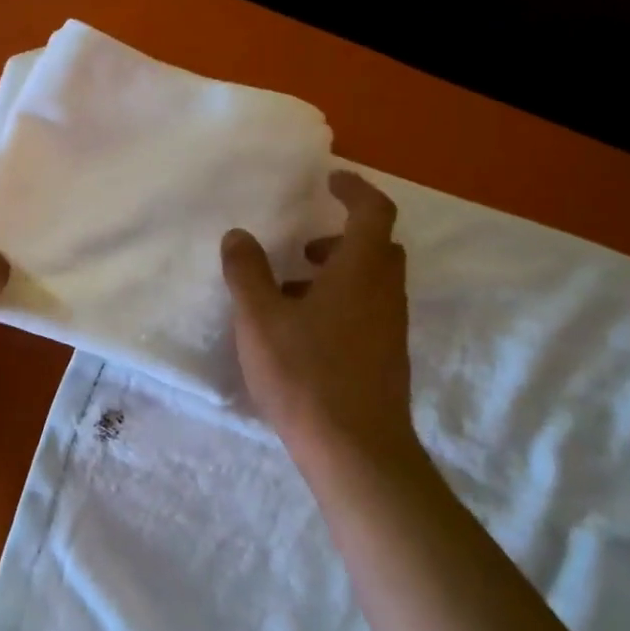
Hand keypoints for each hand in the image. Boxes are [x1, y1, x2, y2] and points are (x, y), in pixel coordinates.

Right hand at [221, 171, 422, 464]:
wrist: (355, 450)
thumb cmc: (305, 374)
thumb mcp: (260, 318)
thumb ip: (247, 272)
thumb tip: (239, 236)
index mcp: (360, 271)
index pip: (373, 212)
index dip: (355, 189)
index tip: (330, 180)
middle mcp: (385, 293)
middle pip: (377, 248)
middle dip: (342, 238)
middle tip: (305, 246)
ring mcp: (390, 329)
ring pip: (371, 284)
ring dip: (338, 275)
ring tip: (290, 293)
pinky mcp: (386, 359)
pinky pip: (367, 313)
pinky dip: (341, 305)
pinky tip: (303, 334)